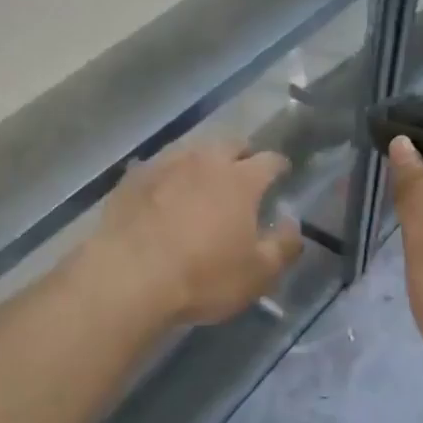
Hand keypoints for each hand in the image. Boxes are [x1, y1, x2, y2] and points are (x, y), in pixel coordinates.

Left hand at [83, 141, 303, 325]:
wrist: (128, 278)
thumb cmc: (203, 277)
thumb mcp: (258, 274)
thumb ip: (283, 246)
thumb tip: (293, 225)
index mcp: (241, 180)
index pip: (270, 161)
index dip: (279, 167)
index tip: (282, 175)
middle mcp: (204, 161)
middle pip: (230, 144)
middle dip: (242, 155)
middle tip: (243, 174)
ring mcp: (164, 165)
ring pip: (192, 150)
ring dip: (203, 161)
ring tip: (203, 180)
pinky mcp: (131, 179)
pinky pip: (156, 167)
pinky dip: (167, 176)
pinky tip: (163, 192)